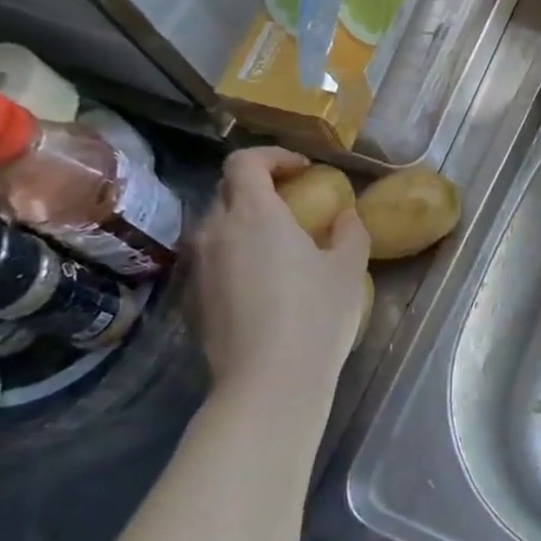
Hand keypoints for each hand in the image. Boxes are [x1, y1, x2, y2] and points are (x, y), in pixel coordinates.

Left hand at [190, 148, 368, 431]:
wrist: (267, 383)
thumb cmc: (315, 316)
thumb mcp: (347, 269)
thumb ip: (349, 232)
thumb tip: (344, 216)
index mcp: (253, 213)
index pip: (245, 161)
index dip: (273, 157)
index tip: (302, 170)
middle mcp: (215, 232)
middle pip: (226, 191)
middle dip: (259, 188)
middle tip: (293, 205)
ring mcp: (198, 268)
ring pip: (216, 228)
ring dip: (244, 224)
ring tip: (277, 247)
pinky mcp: (191, 301)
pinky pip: (211, 262)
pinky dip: (234, 257)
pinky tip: (262, 285)